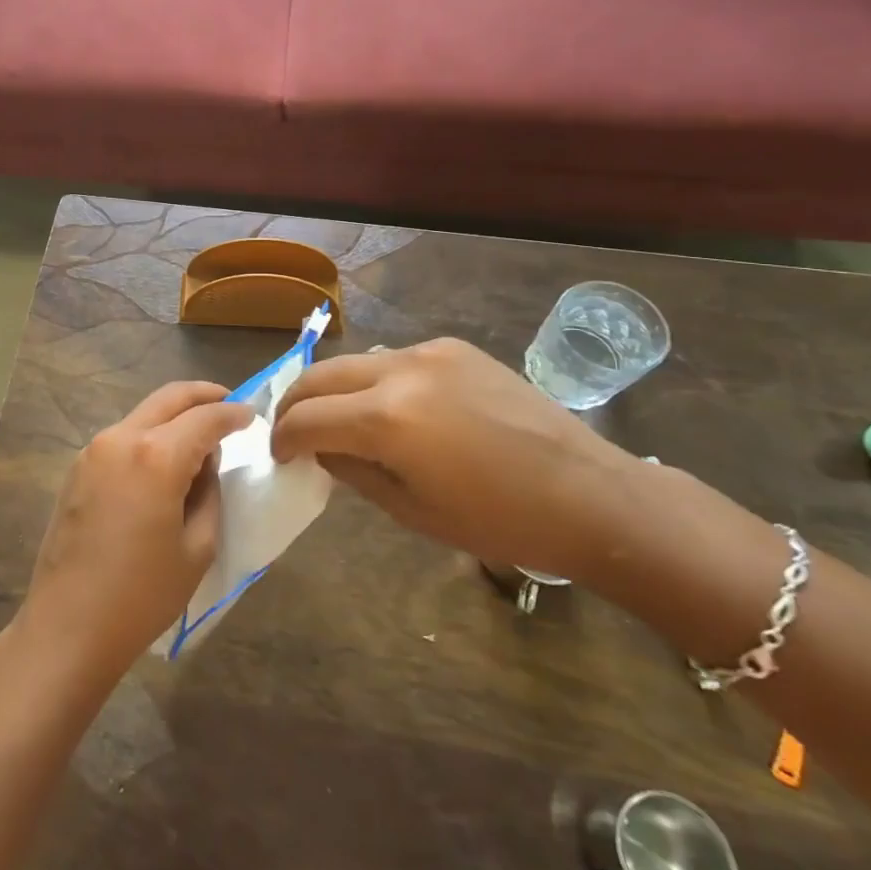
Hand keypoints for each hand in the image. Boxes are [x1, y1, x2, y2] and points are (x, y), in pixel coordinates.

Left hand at [17, 383, 252, 688]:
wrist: (68, 625)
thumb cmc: (142, 595)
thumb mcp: (197, 547)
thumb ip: (208, 493)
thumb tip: (205, 462)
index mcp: (156, 456)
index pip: (205, 418)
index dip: (232, 414)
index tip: (252, 415)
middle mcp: (121, 439)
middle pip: (168, 398)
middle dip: (202, 395)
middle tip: (228, 403)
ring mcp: (93, 451)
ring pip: (143, 414)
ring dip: (173, 415)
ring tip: (199, 437)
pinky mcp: (77, 468)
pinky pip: (123, 436)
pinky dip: (149, 434)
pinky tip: (164, 459)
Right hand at [270, 338, 643, 581]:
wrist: (591, 495)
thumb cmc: (500, 521)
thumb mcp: (412, 510)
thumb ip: (353, 471)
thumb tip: (321, 449)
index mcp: (386, 419)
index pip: (306, 419)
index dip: (282, 439)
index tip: (280, 457)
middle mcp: (399, 371)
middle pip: (319, 376)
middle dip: (294, 404)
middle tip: (290, 432)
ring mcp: (429, 352)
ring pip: (354, 362)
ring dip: (333, 389)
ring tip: (336, 419)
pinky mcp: (455, 348)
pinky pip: (395, 359)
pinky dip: (376, 381)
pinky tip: (392, 408)